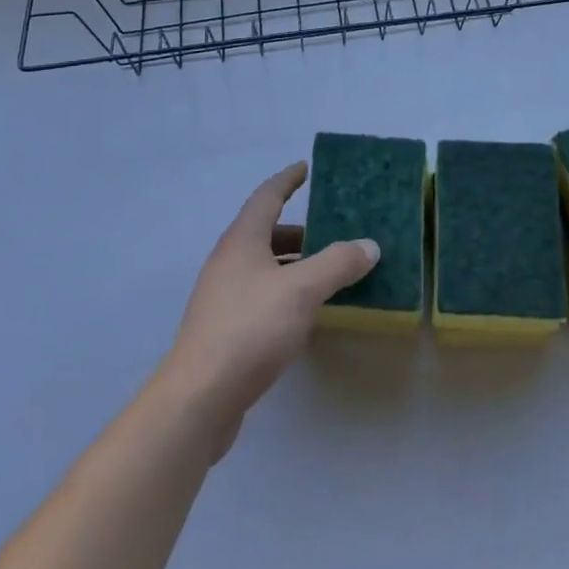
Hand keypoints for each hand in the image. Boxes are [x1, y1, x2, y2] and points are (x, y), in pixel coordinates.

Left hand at [156, 162, 377, 457]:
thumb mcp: (302, 290)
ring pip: (263, 266)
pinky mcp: (223, 330)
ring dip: (292, 263)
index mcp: (242, 240)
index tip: (305, 168)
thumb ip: (337, 263)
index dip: (287, 180)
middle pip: (265, 232)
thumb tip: (369, 245)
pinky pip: (260, 296)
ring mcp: (222, 297)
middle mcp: (228, 261)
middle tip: (331, 229)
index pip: (267, 196)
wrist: (199, 399)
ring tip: (326, 271)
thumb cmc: (250, 329)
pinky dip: (284, 292)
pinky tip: (305, 312)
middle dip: (298, 229)